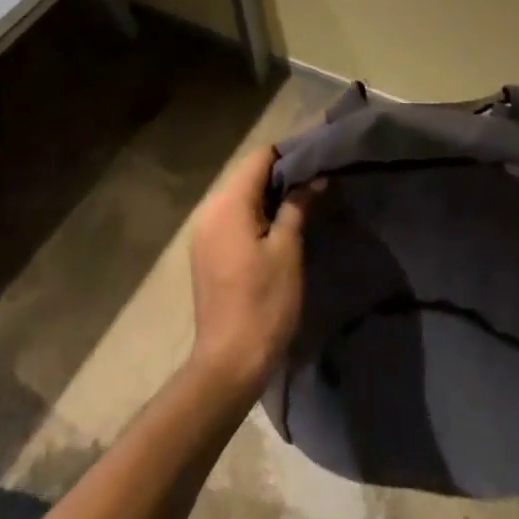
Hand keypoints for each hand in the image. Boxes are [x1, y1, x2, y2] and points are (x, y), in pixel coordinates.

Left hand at [187, 146, 312, 401]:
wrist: (228, 363)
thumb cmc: (264, 304)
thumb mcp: (287, 251)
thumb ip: (296, 207)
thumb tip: (312, 179)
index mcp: (227, 203)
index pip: (259, 158)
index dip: (288, 155)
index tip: (316, 161)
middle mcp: (209, 209)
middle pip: (246, 175)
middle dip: (279, 176)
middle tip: (314, 183)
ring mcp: (203, 231)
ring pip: (239, 196)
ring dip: (267, 197)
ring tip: (301, 203)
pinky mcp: (204, 251)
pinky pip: (230, 217)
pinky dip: (253, 215)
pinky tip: (277, 228)